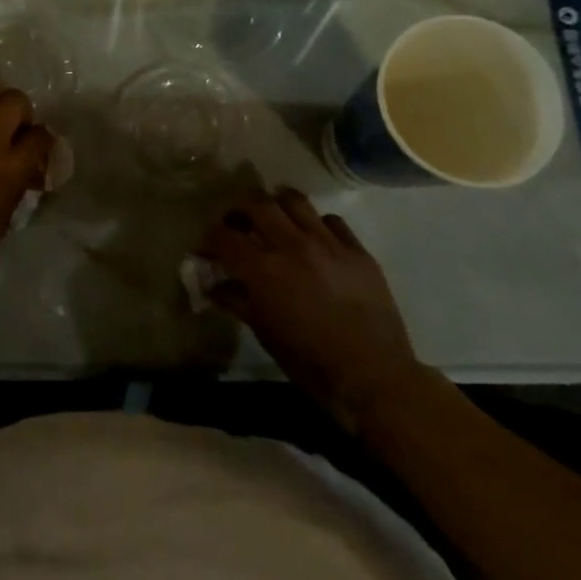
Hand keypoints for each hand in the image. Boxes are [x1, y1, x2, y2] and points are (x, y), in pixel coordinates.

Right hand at [202, 189, 427, 423]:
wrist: (374, 378)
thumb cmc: (310, 362)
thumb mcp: (265, 333)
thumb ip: (236, 301)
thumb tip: (213, 285)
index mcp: (264, 269)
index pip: (225, 236)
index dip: (210, 239)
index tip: (207, 248)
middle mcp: (293, 246)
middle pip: (257, 205)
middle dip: (240, 211)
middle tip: (237, 224)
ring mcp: (329, 244)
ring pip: (295, 201)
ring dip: (277, 205)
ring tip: (274, 217)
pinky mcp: (358, 250)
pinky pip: (332, 221)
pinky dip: (316, 224)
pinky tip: (315, 238)